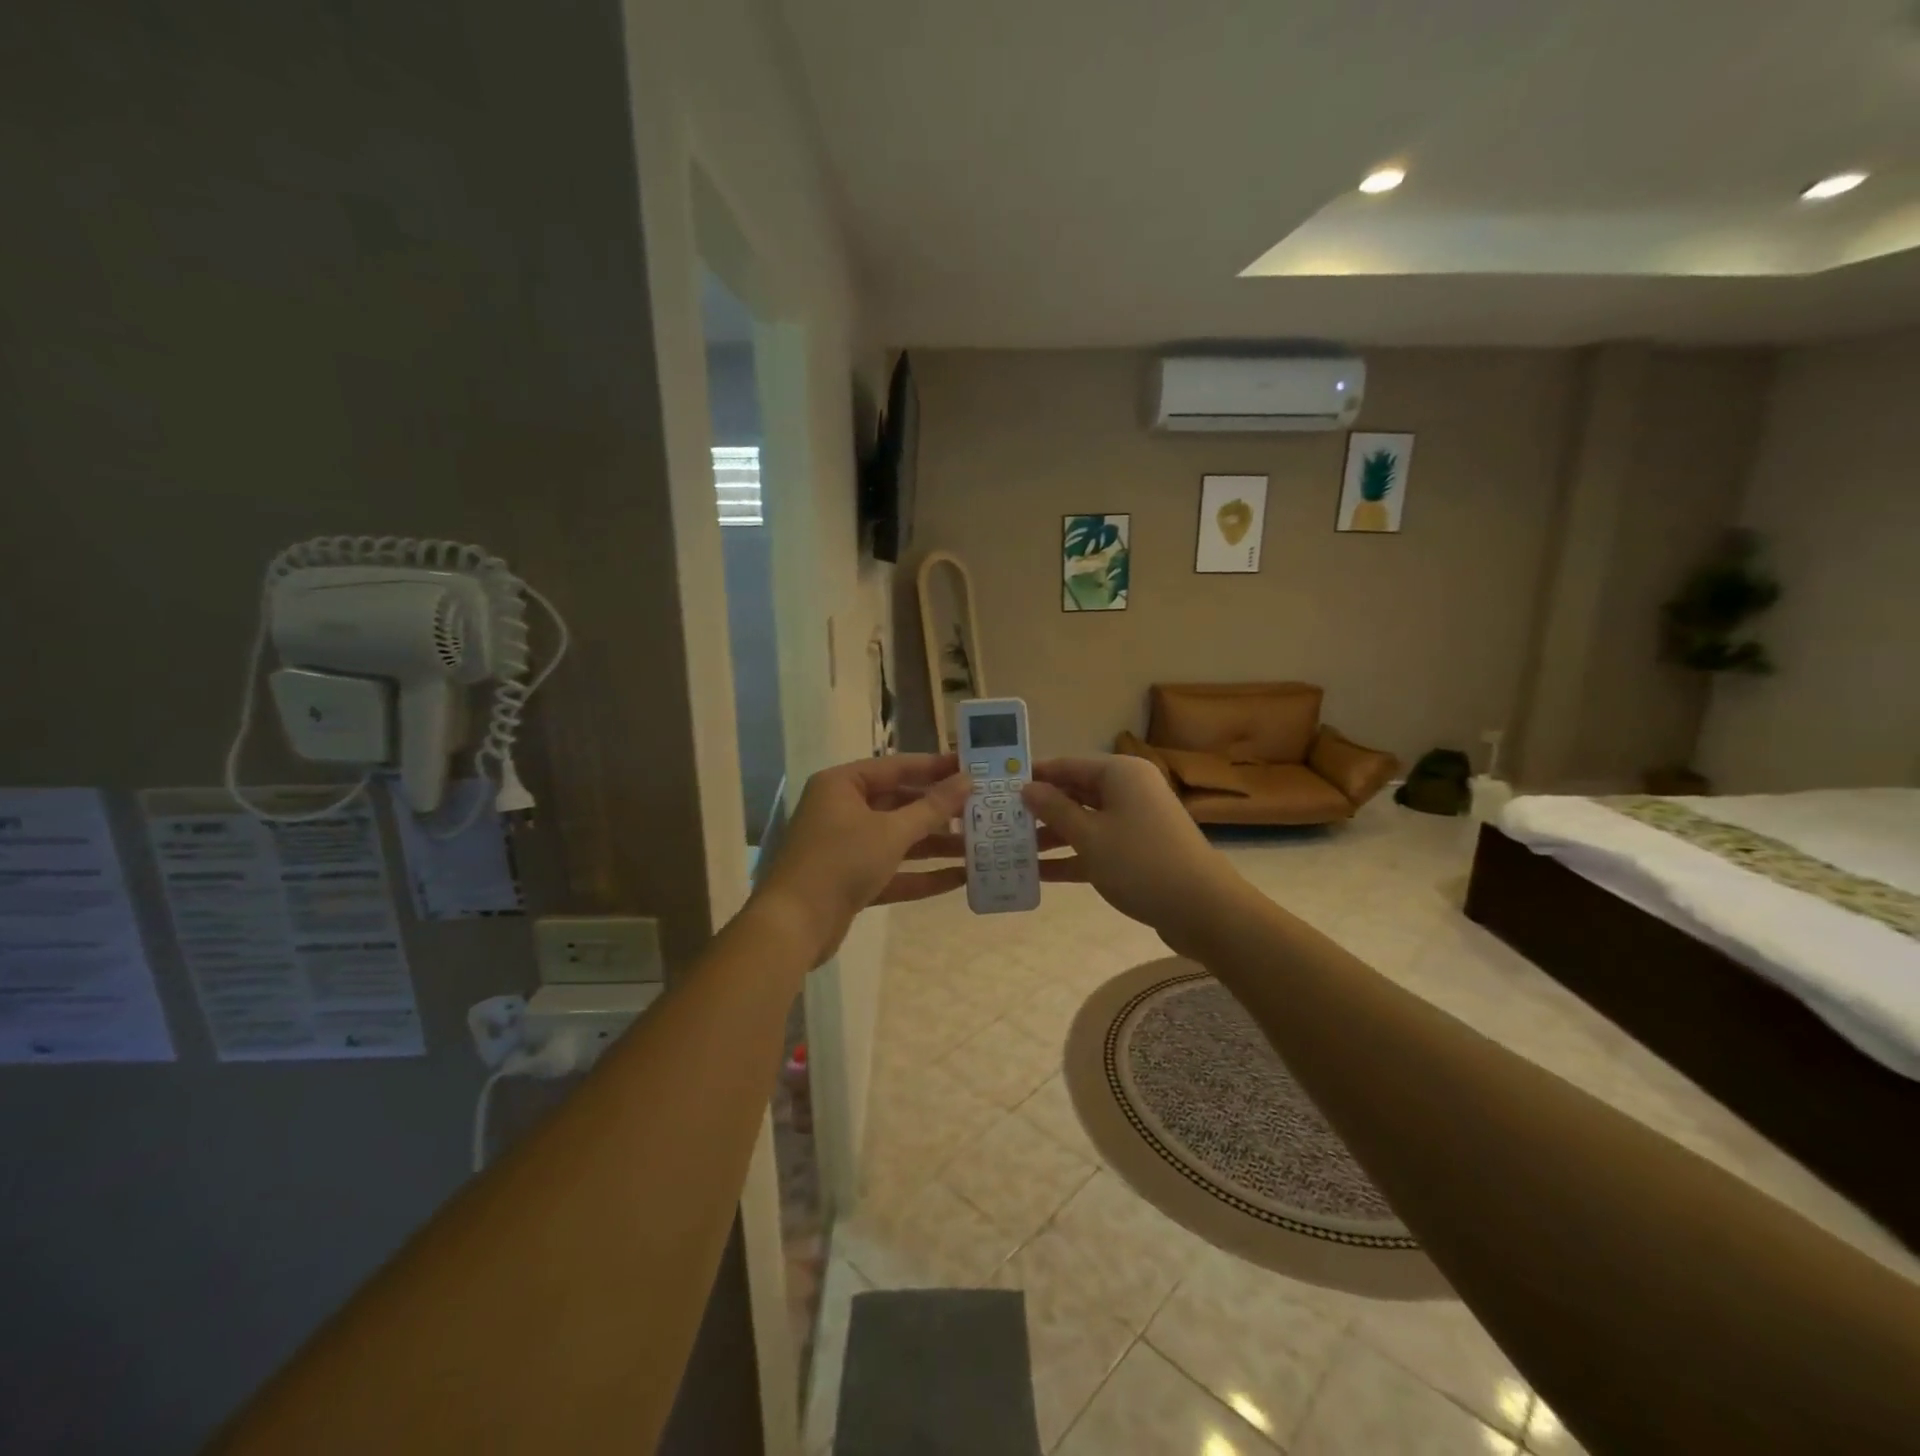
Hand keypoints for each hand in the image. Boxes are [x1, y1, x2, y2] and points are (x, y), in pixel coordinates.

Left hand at [752, 754, 972, 966]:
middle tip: (982, 810)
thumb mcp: (891, 831)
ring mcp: (847, 847)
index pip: (897, 767)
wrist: (793, 925)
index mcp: (843, 785)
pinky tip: (960, 878)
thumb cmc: (841, 861)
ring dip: (936, 845)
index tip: (972, 768)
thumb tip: (968, 780)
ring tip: (979, 847)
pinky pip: (893, 871)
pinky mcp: (852, 880)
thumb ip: (932, 807)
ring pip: (899, 839)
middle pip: (900, 803)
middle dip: (940, 811)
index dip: (935, 767)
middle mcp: (843, 810)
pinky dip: (922, 874)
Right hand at [1022, 754, 1245, 953]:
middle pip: (1075, 792)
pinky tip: (1040, 874)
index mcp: (1119, 773)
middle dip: (1040, 808)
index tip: (998, 788)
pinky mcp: (1137, 851)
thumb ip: (1054, 809)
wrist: (1202, 908)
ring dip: (1052, 836)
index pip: (1066, 765)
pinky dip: (1072, 856)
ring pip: (1084, 821)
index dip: (1033, 776)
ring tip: (1013, 849)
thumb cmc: (1140, 862)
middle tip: (1001, 821)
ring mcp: (1135, 821)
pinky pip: (1097, 845)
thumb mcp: (1089, 835)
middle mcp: (1128, 790)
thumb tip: (1027, 788)